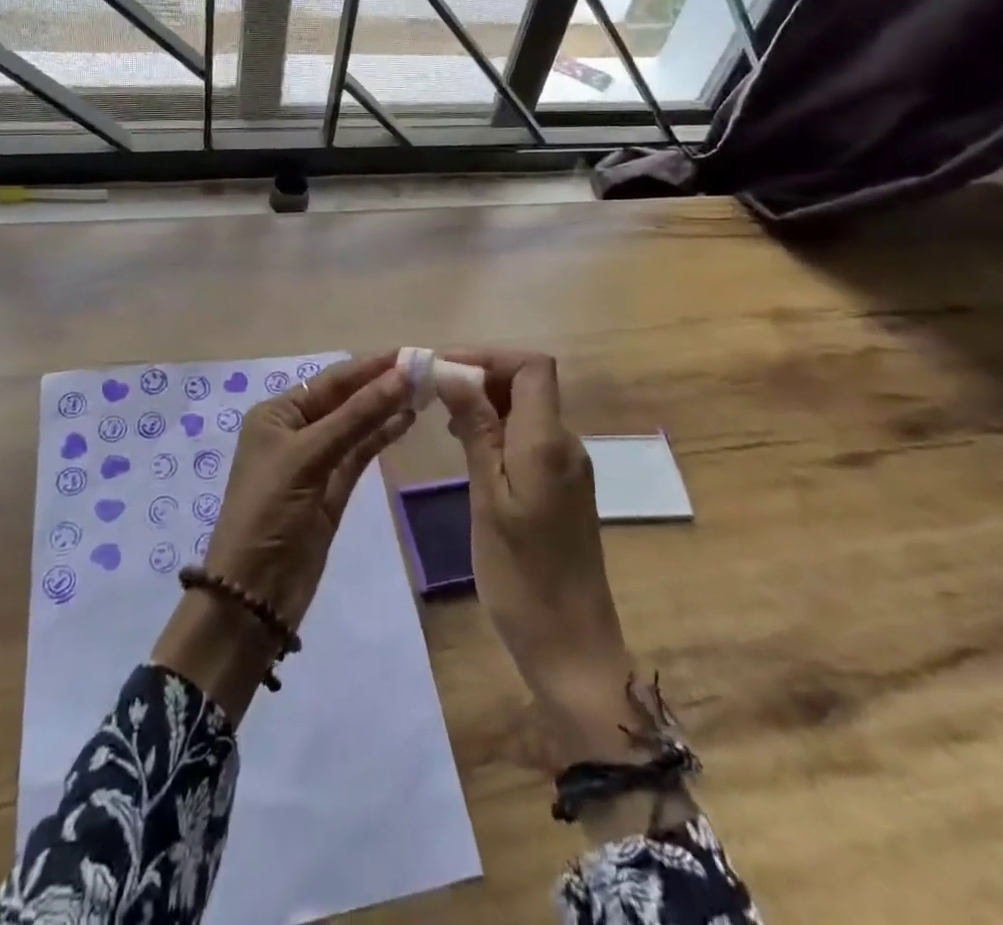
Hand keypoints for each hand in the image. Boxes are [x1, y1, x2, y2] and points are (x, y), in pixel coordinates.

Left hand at [152, 353, 413, 720]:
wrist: (254, 591)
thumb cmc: (270, 511)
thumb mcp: (309, 457)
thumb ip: (357, 416)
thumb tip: (401, 375)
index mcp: (277, 414)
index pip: (331, 380)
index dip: (370, 366)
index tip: (411, 353)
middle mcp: (295, 430)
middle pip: (345, 399)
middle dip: (381, 384)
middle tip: (426, 369)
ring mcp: (316, 460)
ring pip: (356, 424)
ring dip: (386, 408)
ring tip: (425, 390)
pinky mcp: (333, 488)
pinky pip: (360, 452)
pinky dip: (382, 436)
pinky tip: (407, 419)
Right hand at [437, 350, 643, 766]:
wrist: (571, 647)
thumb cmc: (521, 576)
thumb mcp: (488, 499)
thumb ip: (476, 430)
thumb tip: (453, 371)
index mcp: (548, 441)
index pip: (533, 366)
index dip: (489, 355)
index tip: (443, 367)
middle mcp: (566, 443)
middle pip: (529, 382)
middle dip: (481, 375)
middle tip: (431, 392)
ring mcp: (568, 466)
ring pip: (528, 409)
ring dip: (487, 402)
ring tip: (441, 418)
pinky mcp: (563, 487)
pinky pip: (530, 437)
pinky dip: (498, 429)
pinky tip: (468, 449)